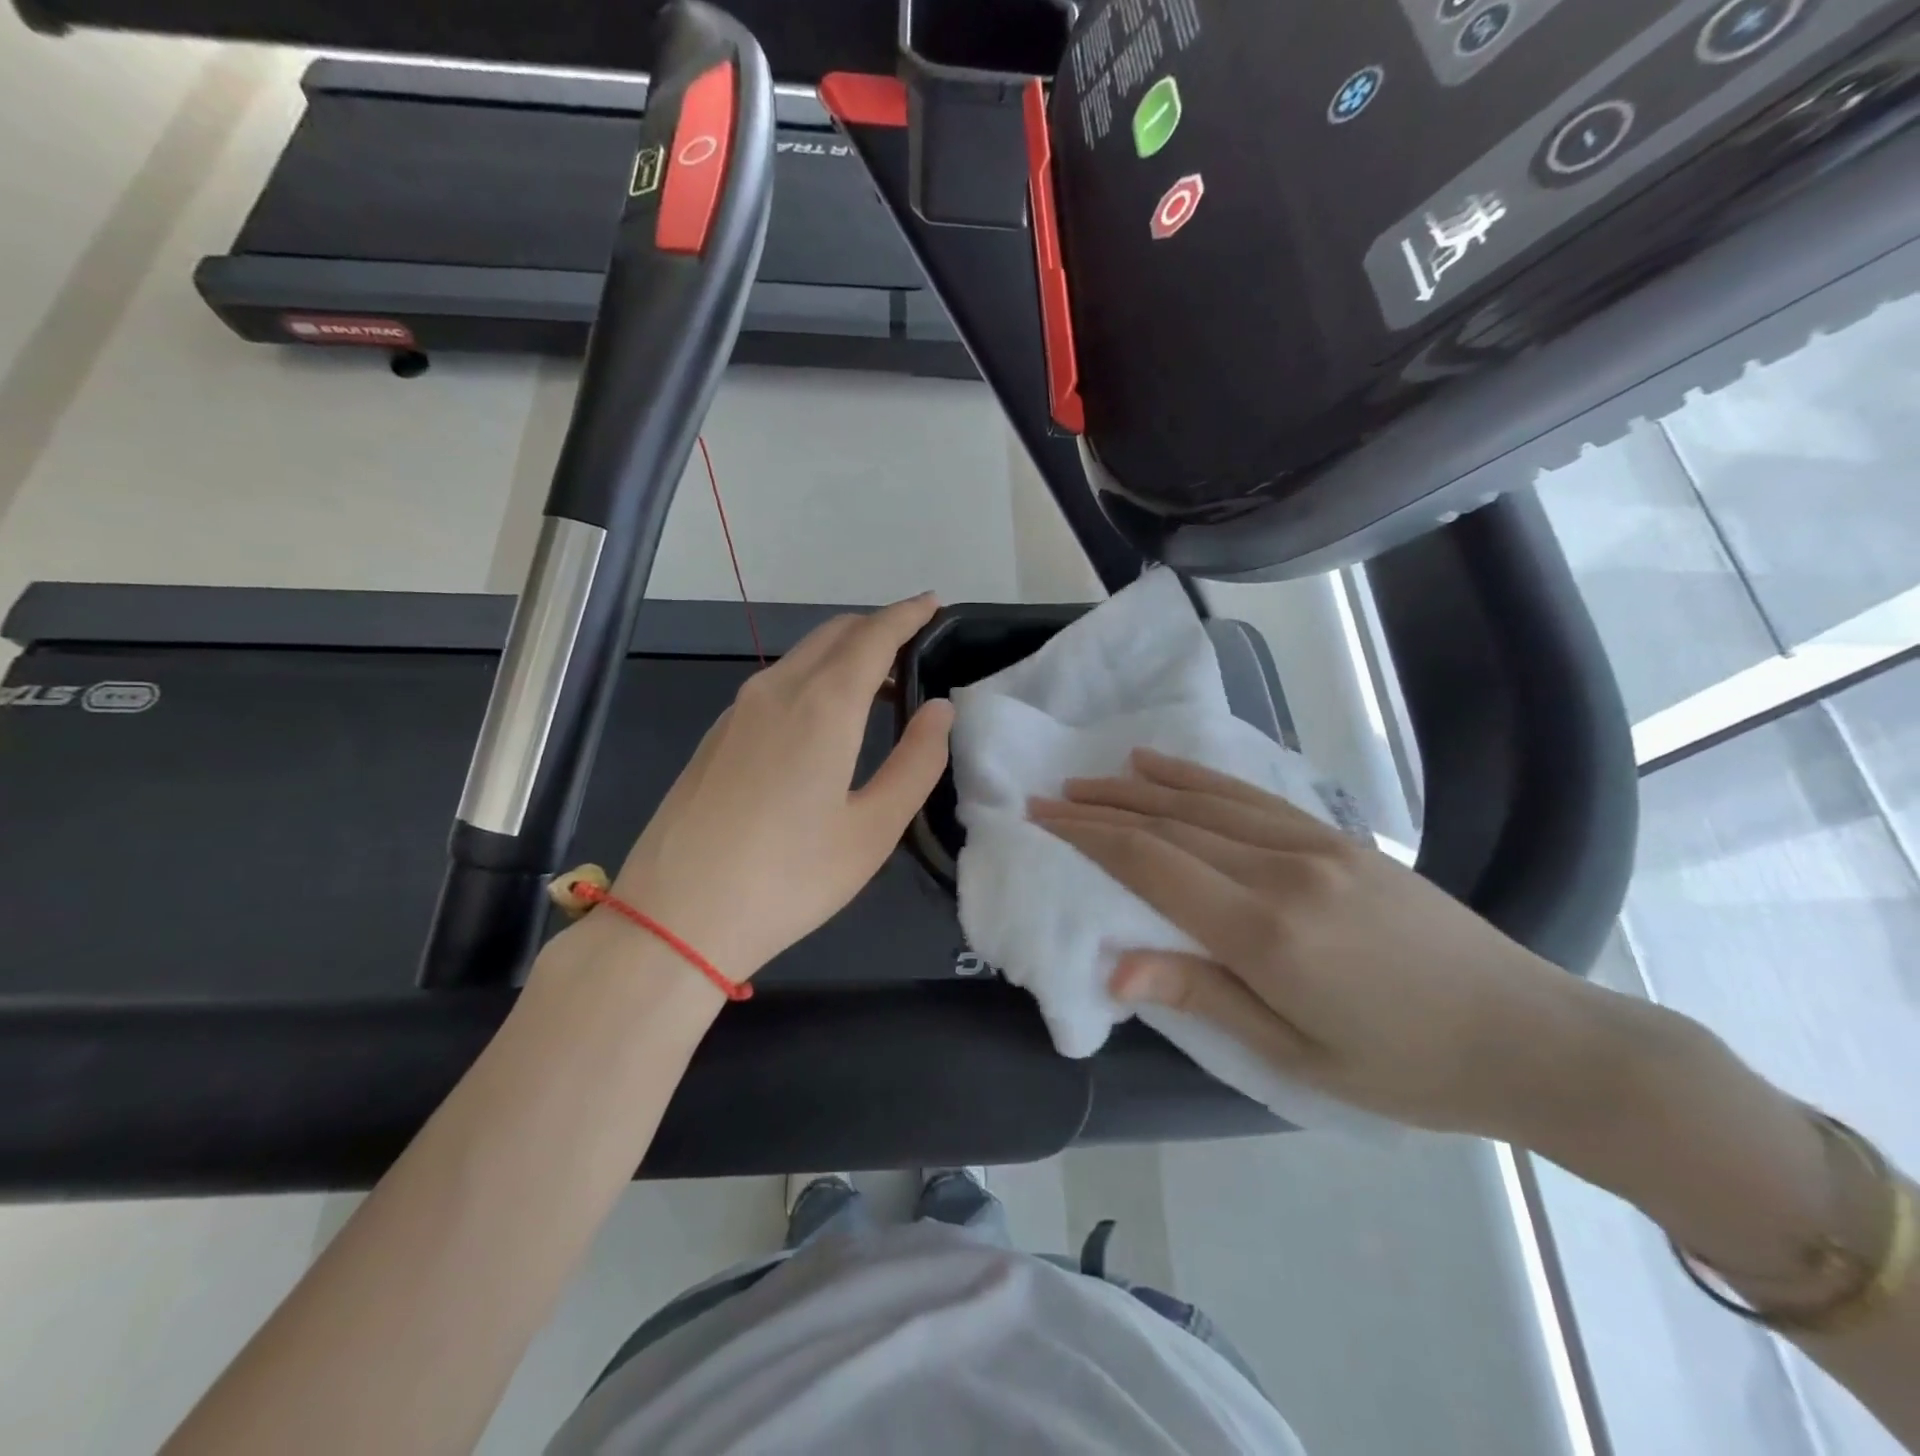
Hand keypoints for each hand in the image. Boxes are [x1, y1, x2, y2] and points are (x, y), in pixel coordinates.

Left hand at [608, 594, 952, 981]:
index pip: (874, 636)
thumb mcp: (872, 829)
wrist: (676, 917)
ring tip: (878, 682)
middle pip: (834, 634)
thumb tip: (939, 710)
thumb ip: (915, 762)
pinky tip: (823, 718)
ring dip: (843, 653)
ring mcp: (739, 710)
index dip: (907, 615)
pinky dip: (813, 677)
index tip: (932, 603)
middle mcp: (777, 690)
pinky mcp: (717, 734)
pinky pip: (776, 682)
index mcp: (823, 706)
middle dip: (877, 628)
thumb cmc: (789, 878)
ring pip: (801, 656)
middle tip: (914, 646)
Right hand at [1030, 749, 1628, 1140]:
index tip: (1043, 818)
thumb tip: (1116, 968)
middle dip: (1103, 808)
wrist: (1535, 1036)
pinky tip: (1166, 767)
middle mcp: (1281, 869)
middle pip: (1171, 825)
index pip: (1153, 864)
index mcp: (1265, 929)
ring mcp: (1313, 844)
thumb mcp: (1296, 1056)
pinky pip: (1251, 796)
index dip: (1090, 837)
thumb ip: (1203, 997)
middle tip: (1050, 796)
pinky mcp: (1337, 837)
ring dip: (1140, 786)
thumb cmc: (1407, 1067)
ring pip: (1205, 801)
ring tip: (1092, 777)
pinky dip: (1198, 778)